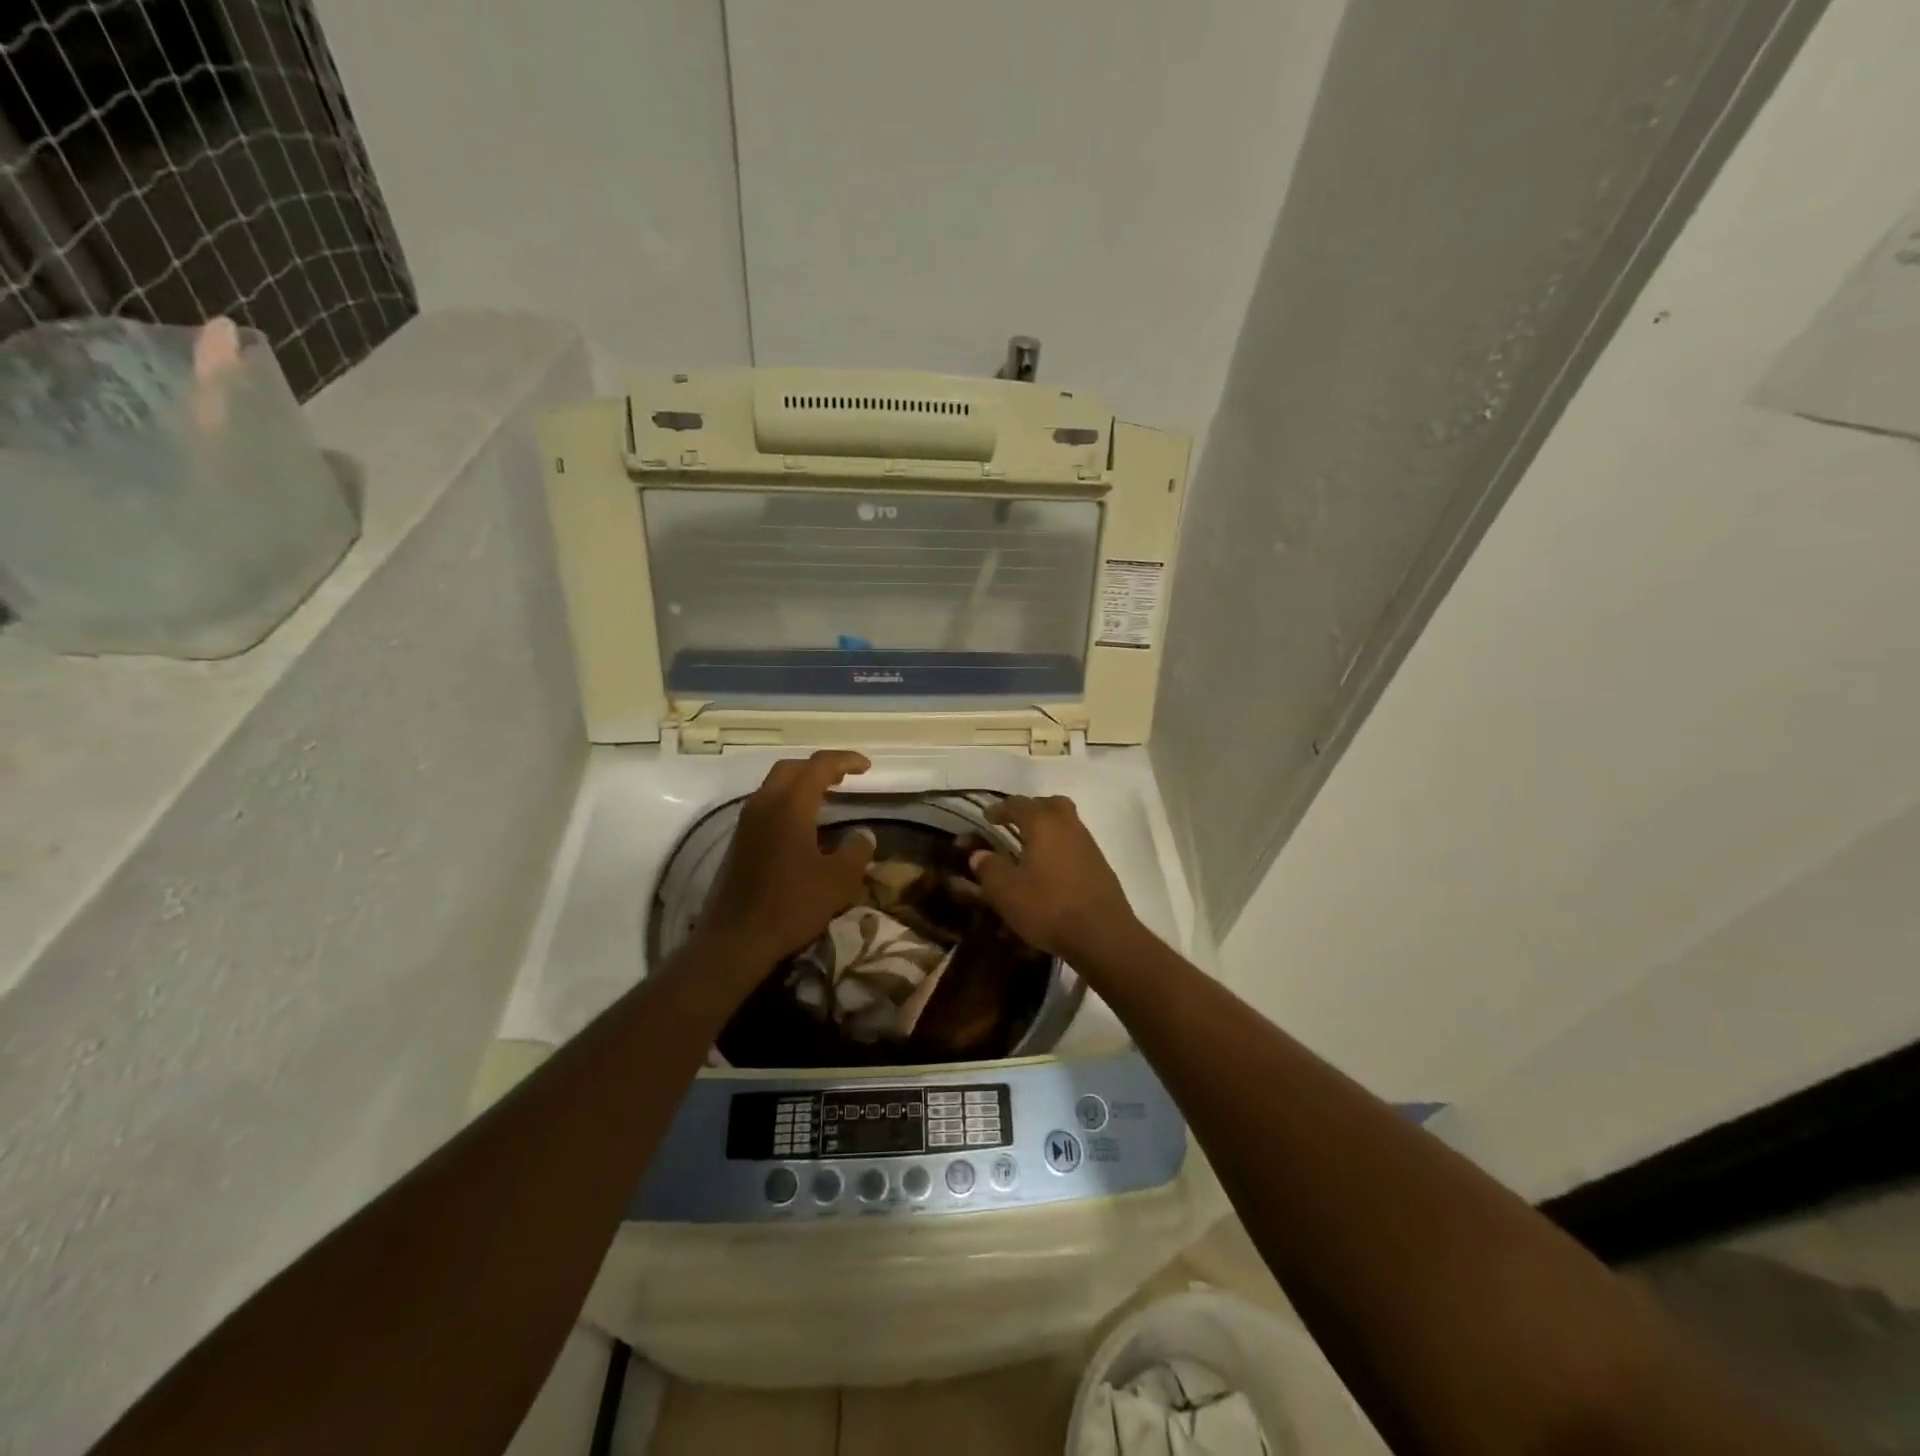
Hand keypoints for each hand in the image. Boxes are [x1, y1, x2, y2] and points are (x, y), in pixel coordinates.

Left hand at [697, 751, 874, 966]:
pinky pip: (766, 805)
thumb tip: (863, 834)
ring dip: (801, 784)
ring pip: (775, 786)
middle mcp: (764, 804)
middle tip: (844, 778)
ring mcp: (747, 822)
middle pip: (792, 768)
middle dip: (820, 767)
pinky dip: (788, 802)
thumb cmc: (792, 904)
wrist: (737, 939)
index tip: (866, 767)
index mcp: (790, 805)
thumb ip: (857, 850)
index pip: (819, 766)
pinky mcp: (739, 841)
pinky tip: (803, 825)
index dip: (845, 760)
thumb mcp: (839, 880)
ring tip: (826, 797)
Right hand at [969, 795, 1140, 963]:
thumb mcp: (1006, 892)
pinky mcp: (1100, 866)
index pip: (1017, 804)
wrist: (1103, 935)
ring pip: (1066, 823)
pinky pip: (1075, 845)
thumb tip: (980, 855)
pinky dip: (1060, 848)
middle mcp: (1068, 826)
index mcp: (1043, 824)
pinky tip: (1050, 870)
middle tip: (1015, 823)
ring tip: (1030, 848)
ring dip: (1047, 829)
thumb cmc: (1049, 907)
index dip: (999, 808)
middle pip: (1050, 804)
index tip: (986, 817)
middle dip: (1030, 809)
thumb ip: (989, 868)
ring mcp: (1088, 845)